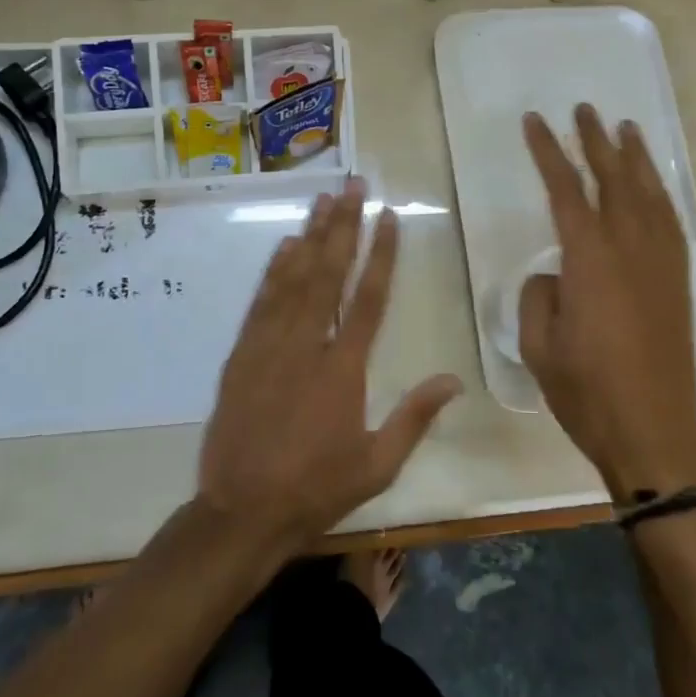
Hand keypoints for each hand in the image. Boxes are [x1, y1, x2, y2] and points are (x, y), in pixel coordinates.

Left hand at [197, 176, 461, 554]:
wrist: (241, 512)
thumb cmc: (316, 489)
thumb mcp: (377, 465)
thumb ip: (414, 417)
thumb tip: (453, 380)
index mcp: (344, 370)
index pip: (369, 298)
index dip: (382, 253)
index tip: (389, 216)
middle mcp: (307, 345)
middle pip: (329, 274)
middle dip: (344, 226)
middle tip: (353, 185)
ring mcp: (269, 346)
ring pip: (293, 279)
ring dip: (311, 236)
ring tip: (323, 199)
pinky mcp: (241, 355)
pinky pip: (261, 302)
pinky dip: (274, 270)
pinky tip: (285, 245)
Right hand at [519, 105, 695, 498]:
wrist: (655, 434)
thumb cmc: (587, 393)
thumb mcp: (539, 345)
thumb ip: (539, 296)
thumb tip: (555, 275)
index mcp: (590, 261)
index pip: (565, 191)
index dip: (548, 152)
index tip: (535, 122)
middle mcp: (630, 249)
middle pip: (613, 180)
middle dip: (597, 141)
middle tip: (585, 109)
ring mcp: (661, 264)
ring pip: (649, 195)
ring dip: (636, 159)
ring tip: (626, 129)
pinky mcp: (679, 282)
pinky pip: (672, 223)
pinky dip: (660, 195)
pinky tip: (653, 187)